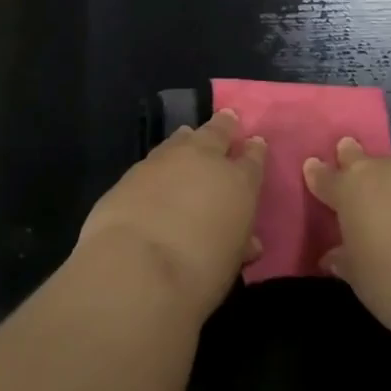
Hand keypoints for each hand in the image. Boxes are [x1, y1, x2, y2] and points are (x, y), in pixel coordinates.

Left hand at [76, 110, 266, 320]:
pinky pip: (156, 155)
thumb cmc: (199, 273)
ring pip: (184, 138)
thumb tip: (248, 242)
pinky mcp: (135, 169)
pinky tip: (160, 164)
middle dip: (225, 126)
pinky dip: (163, 157)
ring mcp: (167, 159)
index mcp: (239, 182)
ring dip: (190, 137)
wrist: (138, 266)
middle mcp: (206, 160)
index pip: (253, 159)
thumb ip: (239, 243)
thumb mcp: (230, 262)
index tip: (256, 143)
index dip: (255, 151)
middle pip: (218, 133)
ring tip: (190, 134)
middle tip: (229, 117)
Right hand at [303, 138, 390, 336]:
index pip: (326, 177)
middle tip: (348, 152)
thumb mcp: (361, 280)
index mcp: (352, 189)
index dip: (318, 174)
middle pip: (362, 158)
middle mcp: (386, 170)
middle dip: (352, 156)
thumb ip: (345, 260)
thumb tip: (334, 256)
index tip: (312, 167)